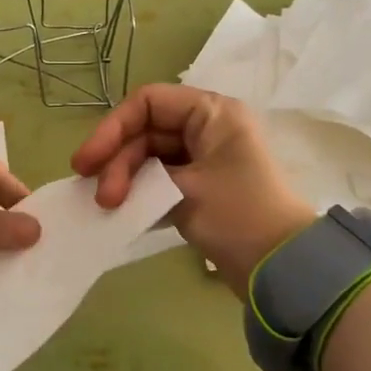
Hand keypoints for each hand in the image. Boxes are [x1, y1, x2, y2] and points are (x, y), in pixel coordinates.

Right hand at [71, 84, 313, 293]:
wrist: (284, 268)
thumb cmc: (239, 215)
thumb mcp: (185, 189)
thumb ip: (142, 177)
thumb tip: (110, 182)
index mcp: (212, 113)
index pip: (148, 102)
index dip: (112, 128)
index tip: (86, 163)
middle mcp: (208, 128)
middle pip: (146, 131)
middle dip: (117, 161)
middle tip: (100, 198)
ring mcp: (204, 159)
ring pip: (150, 157)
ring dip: (126, 179)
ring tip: (108, 207)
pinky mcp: (202, 187)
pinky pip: (160, 179)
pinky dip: (140, 192)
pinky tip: (122, 211)